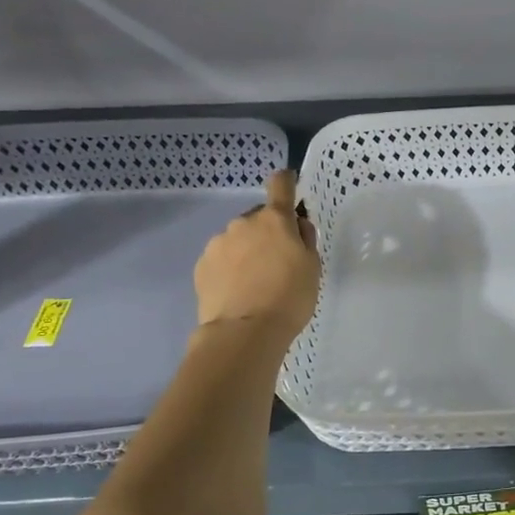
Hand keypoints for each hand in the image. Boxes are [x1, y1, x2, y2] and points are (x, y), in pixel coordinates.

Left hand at [194, 170, 320, 343]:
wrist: (244, 332)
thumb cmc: (289, 297)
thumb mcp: (312, 267)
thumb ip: (305, 239)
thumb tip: (297, 225)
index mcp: (275, 220)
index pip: (280, 185)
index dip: (286, 182)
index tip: (289, 186)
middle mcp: (243, 223)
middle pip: (258, 219)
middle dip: (267, 233)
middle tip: (277, 262)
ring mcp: (218, 244)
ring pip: (237, 240)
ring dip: (246, 251)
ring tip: (254, 283)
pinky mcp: (201, 266)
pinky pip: (221, 259)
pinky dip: (229, 269)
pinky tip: (237, 292)